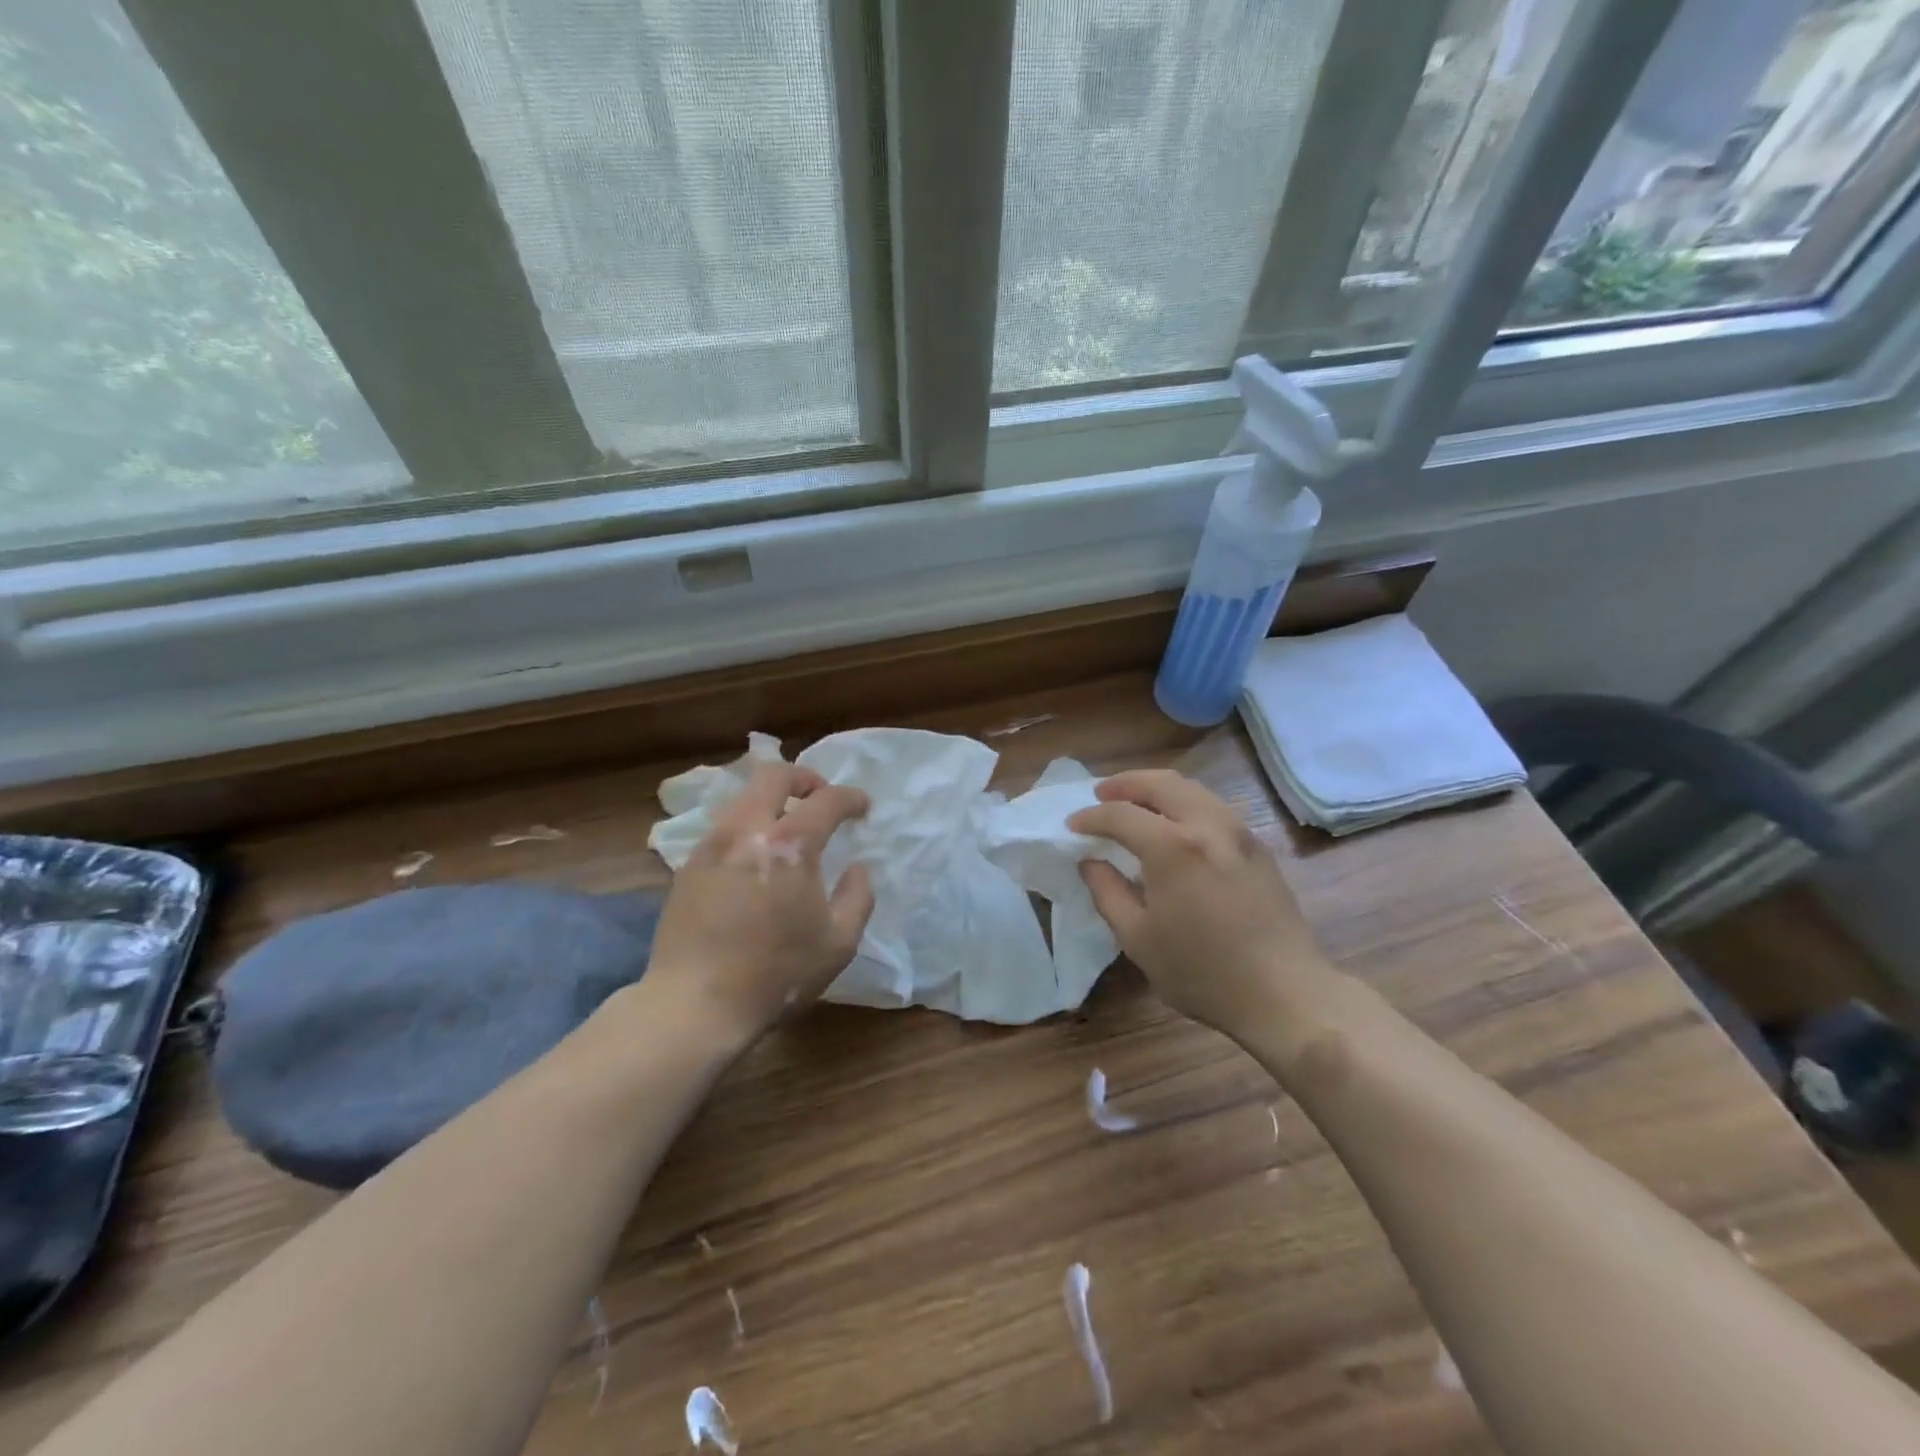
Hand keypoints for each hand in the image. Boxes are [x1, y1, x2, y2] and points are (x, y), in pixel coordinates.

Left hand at [646, 761, 874, 1049]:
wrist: (694, 1005)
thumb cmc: (776, 975)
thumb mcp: (838, 943)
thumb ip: (858, 897)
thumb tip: (856, 869)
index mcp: (789, 845)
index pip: (827, 800)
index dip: (851, 798)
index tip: (862, 807)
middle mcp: (746, 831)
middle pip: (773, 774)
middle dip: (804, 778)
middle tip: (820, 796)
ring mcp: (711, 845)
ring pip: (743, 797)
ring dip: (771, 800)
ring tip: (787, 827)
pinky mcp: (688, 865)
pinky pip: (723, 826)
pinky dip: (747, 826)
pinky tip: (755, 858)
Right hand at [1069, 770, 1327, 1035]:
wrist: (1285, 993)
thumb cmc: (1202, 972)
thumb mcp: (1138, 938)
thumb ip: (1107, 892)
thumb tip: (1090, 862)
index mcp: (1173, 847)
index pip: (1121, 815)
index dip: (1091, 818)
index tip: (1072, 826)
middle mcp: (1208, 825)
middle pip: (1161, 784)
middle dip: (1125, 784)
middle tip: (1101, 796)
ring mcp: (1239, 832)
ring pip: (1192, 790)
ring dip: (1157, 789)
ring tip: (1135, 804)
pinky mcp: (1258, 847)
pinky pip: (1213, 807)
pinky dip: (1184, 803)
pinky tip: (1174, 825)